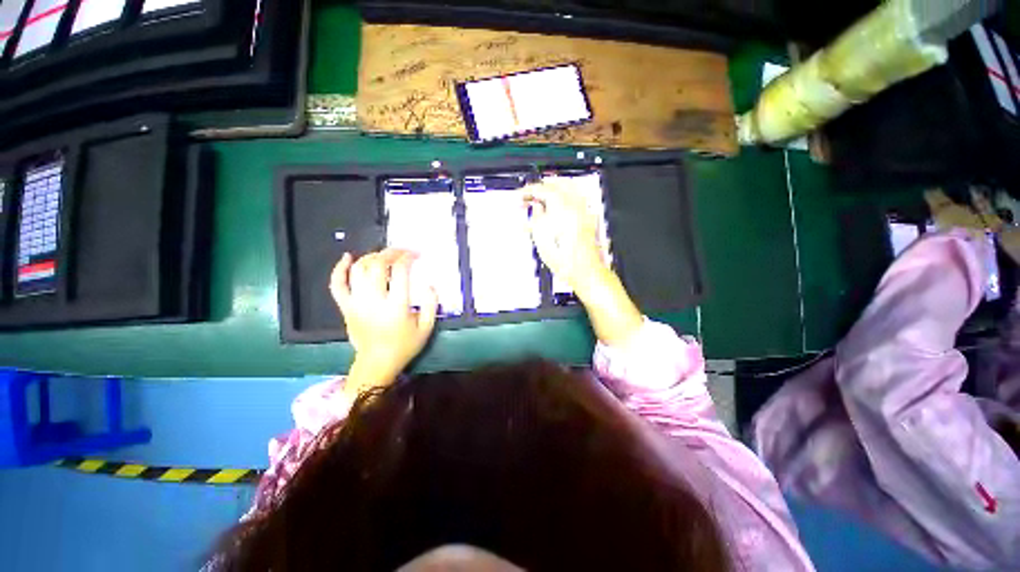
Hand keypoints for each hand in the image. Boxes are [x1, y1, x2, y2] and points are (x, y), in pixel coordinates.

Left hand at [329, 249, 437, 393]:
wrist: (376, 363)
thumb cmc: (404, 346)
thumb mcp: (427, 328)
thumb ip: (431, 305)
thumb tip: (430, 285)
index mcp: (396, 306)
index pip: (400, 271)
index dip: (408, 258)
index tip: (416, 255)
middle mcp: (374, 300)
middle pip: (378, 265)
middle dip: (392, 252)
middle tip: (402, 252)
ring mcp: (356, 303)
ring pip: (359, 270)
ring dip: (372, 257)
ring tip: (384, 256)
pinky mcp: (345, 307)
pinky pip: (337, 284)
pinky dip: (340, 268)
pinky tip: (348, 257)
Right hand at [524, 178, 642, 346]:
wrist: (584, 270)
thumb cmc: (562, 257)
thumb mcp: (541, 238)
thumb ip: (536, 217)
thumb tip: (536, 207)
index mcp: (561, 206)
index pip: (543, 190)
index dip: (529, 190)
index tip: (520, 195)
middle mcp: (575, 204)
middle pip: (558, 184)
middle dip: (542, 185)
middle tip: (530, 193)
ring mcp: (584, 211)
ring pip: (570, 188)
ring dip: (555, 187)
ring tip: (544, 194)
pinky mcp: (588, 219)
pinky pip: (578, 198)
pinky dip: (567, 195)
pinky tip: (561, 204)